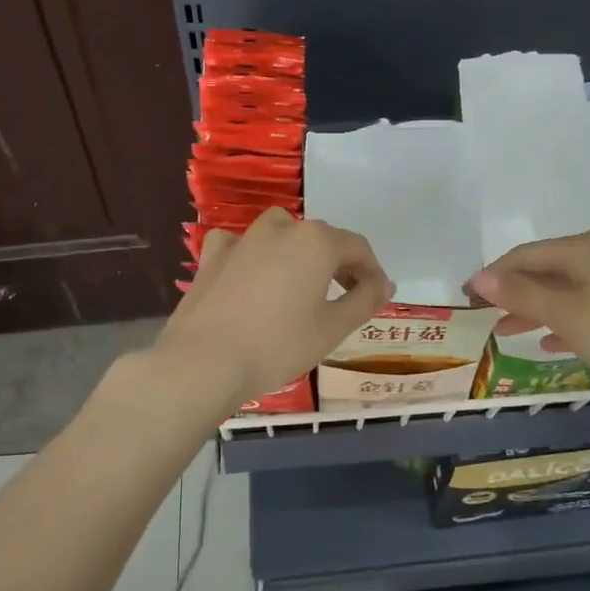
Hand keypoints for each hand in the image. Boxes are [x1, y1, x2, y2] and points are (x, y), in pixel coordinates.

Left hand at [154, 209, 393, 407]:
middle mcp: (281, 229)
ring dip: (298, 253)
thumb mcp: (333, 328)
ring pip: (281, 233)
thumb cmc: (278, 345)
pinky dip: (252, 255)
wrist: (204, 361)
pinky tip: (252, 275)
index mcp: (316, 242)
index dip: (372, 272)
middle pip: (321, 239)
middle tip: (345, 298)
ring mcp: (243, 240)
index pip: (358, 248)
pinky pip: (241, 246)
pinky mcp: (212, 257)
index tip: (376, 297)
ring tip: (301, 285)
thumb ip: (365, 300)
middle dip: (339, 264)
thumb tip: (385, 283)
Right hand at [467, 231, 589, 392]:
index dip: (493, 274)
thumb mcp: (566, 314)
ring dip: (534, 309)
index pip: (525, 254)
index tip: (465, 296)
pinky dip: (563, 321)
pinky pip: (585, 308)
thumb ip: (520, 294)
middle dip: (513, 292)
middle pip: (545, 270)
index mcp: (584, 248)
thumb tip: (479, 278)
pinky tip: (550, 343)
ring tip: (506, 331)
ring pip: (564, 291)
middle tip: (483, 314)